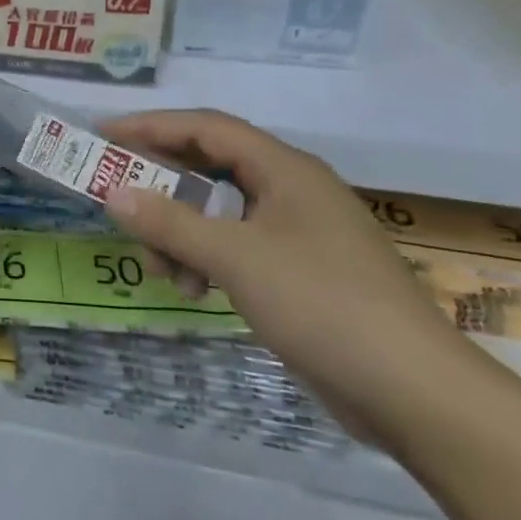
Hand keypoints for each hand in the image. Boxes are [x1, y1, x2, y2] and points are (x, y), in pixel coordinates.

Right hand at [101, 110, 476, 440]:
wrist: (416, 393)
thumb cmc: (322, 304)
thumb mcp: (235, 258)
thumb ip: (170, 222)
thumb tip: (112, 193)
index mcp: (284, 170)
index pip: (205, 127)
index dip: (151, 126)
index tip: (104, 135)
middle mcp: (291, 190)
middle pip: (210, 168)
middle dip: (161, 187)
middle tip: (119, 202)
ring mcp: (299, 232)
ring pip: (220, 212)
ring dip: (180, 231)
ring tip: (158, 267)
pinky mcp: (301, 271)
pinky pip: (237, 246)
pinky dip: (206, 259)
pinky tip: (191, 289)